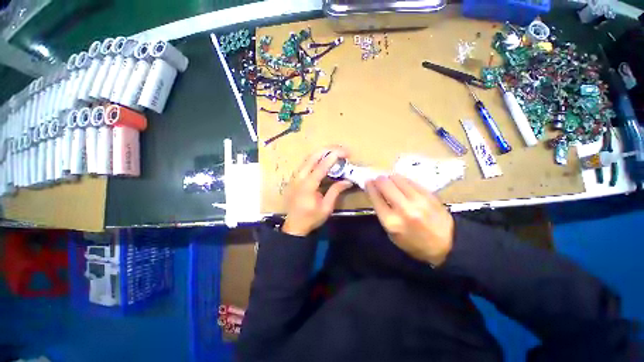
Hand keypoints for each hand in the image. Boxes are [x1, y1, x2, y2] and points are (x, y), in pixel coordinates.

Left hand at [282, 147, 352, 236]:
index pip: (320, 167)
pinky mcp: (294, 178)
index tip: (345, 152)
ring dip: (322, 152)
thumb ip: (336, 191)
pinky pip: (305, 163)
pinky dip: (316, 158)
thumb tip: (348, 180)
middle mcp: (299, 178)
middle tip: (341, 149)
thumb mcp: (326, 207)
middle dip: (328, 150)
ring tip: (335, 151)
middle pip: (312, 157)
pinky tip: (324, 159)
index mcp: (307, 186)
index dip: (333, 157)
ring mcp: (295, 177)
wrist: (294, 226)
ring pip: (308, 158)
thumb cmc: (311, 218)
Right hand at [365, 174, 453, 265]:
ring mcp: (419, 200)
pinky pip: (411, 181)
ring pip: (398, 179)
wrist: (446, 246)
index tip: (368, 181)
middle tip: (378, 180)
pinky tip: (402, 183)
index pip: (376, 197)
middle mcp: (404, 209)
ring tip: (390, 181)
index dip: (370, 187)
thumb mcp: (392, 233)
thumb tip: (376, 192)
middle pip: (386, 184)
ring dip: (391, 178)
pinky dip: (403, 180)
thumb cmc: (413, 243)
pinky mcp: (429, 195)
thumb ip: (382, 212)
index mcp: (392, 221)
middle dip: (379, 180)